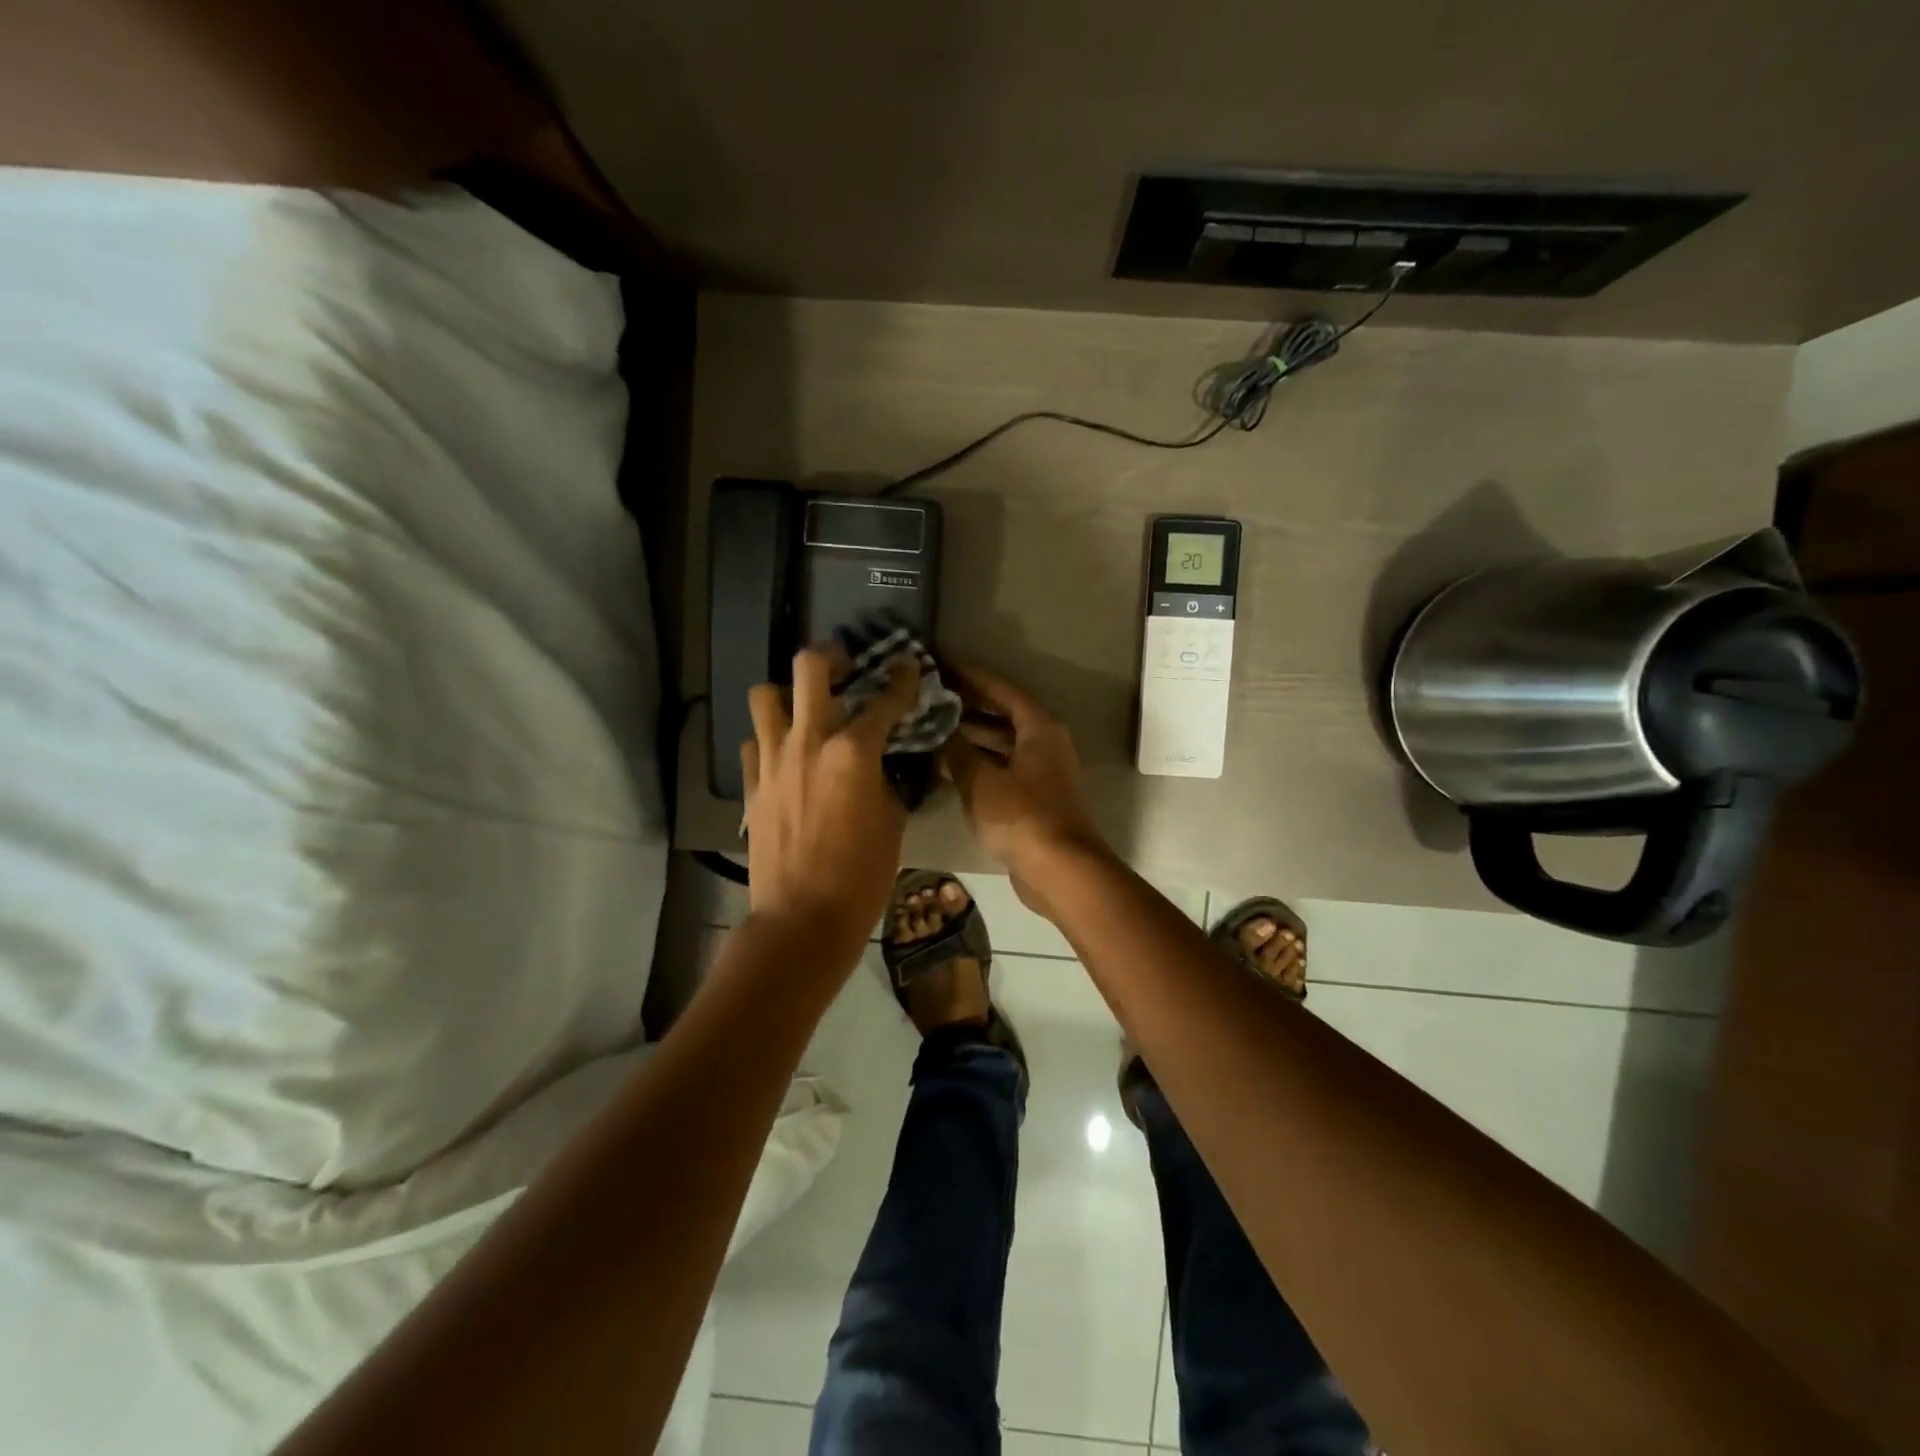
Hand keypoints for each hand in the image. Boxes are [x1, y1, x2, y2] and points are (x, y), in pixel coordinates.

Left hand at [743, 648, 920, 967]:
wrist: (802, 919)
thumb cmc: (862, 876)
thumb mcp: (893, 823)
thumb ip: (886, 782)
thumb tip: (881, 766)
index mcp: (853, 752)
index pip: (884, 700)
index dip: (901, 679)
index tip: (908, 665)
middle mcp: (809, 742)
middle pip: (809, 668)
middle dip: (831, 657)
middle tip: (844, 667)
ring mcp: (772, 761)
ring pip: (765, 695)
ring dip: (788, 694)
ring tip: (805, 709)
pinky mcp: (750, 785)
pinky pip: (754, 742)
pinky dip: (771, 739)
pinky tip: (787, 755)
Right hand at [940, 658, 1109, 911]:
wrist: (1060, 871)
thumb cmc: (1021, 817)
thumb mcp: (980, 780)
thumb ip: (956, 750)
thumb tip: (936, 729)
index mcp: (1039, 727)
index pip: (1001, 689)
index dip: (970, 675)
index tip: (940, 663)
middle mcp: (1045, 743)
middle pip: (1002, 714)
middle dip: (967, 705)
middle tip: (929, 695)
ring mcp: (1041, 772)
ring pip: (1001, 743)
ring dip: (970, 736)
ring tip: (931, 727)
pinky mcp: (1034, 798)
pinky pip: (1001, 768)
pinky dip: (977, 763)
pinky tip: (946, 766)